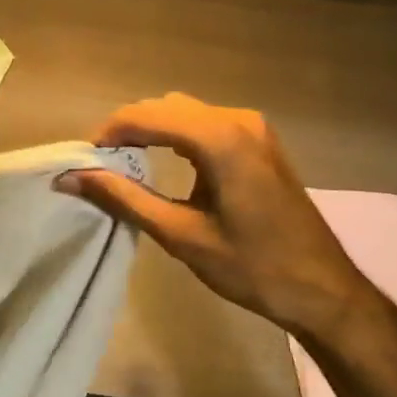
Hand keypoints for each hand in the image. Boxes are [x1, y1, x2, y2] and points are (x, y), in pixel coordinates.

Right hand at [62, 93, 370, 338]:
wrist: (323, 290)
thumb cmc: (252, 267)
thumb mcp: (181, 235)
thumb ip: (125, 199)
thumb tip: (72, 178)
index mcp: (220, 139)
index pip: (148, 116)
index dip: (110, 132)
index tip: (83, 158)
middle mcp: (237, 119)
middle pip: (166, 107)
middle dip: (129, 128)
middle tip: (100, 164)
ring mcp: (254, 127)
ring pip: (186, 111)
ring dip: (153, 129)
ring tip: (125, 163)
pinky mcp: (260, 140)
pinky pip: (207, 122)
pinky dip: (178, 134)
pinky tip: (166, 162)